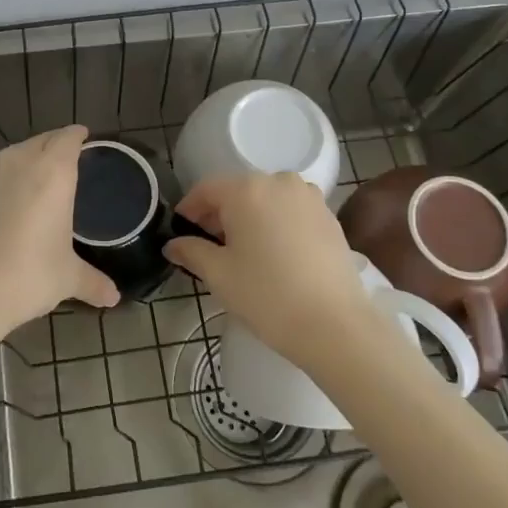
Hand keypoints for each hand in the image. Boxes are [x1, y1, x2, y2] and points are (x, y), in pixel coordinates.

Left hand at [0, 125, 119, 347]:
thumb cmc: (26, 276)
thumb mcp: (66, 278)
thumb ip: (93, 282)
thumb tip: (114, 297)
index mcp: (52, 173)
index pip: (68, 139)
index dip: (77, 136)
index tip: (84, 137)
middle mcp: (19, 163)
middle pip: (41, 141)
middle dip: (55, 145)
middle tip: (66, 158)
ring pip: (13, 155)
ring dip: (28, 160)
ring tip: (37, 179)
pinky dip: (4, 181)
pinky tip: (6, 203)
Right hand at [163, 173, 370, 371]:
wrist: (334, 325)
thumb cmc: (267, 295)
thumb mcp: (218, 274)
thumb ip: (191, 252)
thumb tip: (173, 245)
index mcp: (246, 190)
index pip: (206, 189)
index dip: (189, 209)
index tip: (180, 231)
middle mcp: (278, 182)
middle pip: (238, 191)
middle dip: (219, 214)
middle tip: (208, 245)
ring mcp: (308, 197)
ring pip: (266, 200)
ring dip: (250, 217)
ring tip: (243, 251)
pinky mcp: (329, 216)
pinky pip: (291, 211)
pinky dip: (276, 224)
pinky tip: (274, 254)